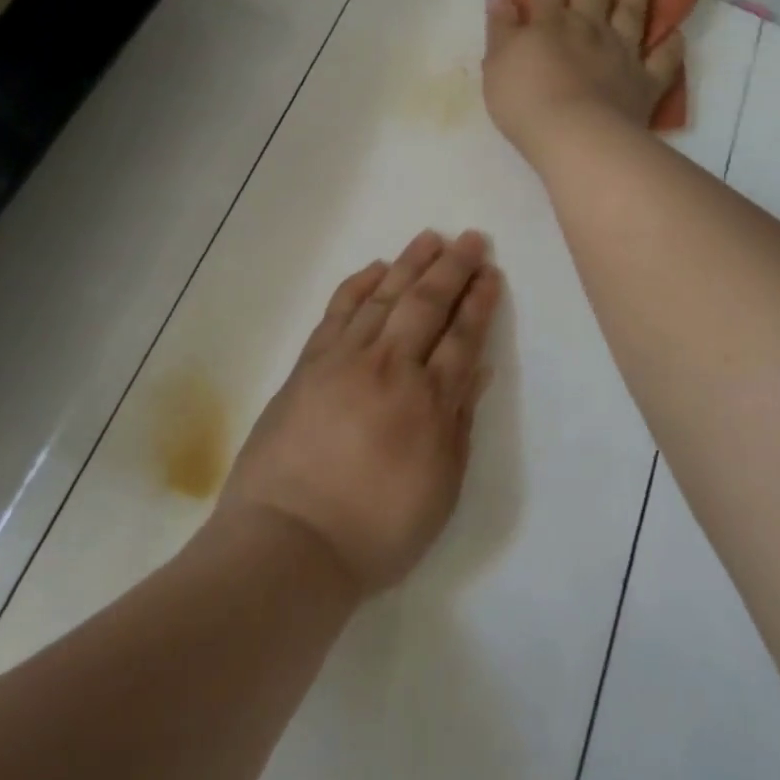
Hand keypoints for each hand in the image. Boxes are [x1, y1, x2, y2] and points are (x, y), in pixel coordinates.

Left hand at [213, 230, 502, 596]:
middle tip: (471, 239)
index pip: (462, 337)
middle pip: (426, 304)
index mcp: (428, 402)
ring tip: (430, 237)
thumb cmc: (375, 531)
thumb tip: (476, 370)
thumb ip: (459, 424)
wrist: (288, 542)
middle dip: (453, 268)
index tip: (491, 273)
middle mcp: (390, 368)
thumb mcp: (439, 490)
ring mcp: (344, 360)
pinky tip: (375, 269)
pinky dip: (358, 286)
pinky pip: (338, 312)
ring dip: (410, 263)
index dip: (479, 302)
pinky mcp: (308, 363)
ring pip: (384, 297)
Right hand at [483, 0, 684, 165]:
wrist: (575, 136)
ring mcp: (622, 54)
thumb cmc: (525, 101)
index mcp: (550, 24)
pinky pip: (663, 60)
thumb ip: (499, 27)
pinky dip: (670, 46)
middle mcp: (589, 29)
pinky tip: (675, 34)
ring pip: (632, 14)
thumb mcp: (497, 63)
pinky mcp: (645, 82)